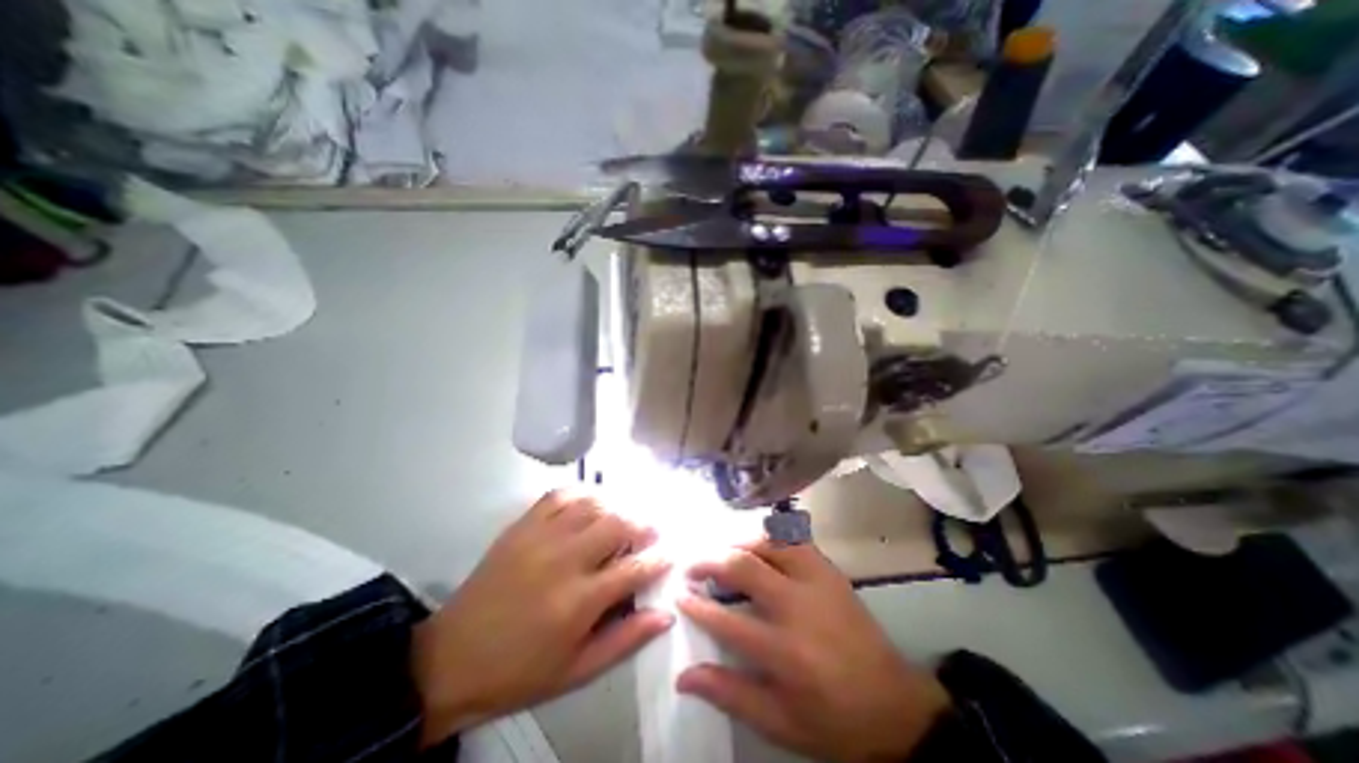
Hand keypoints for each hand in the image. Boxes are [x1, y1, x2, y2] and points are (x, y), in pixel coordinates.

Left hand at [410, 489, 669, 744]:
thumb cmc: (520, 671)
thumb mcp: (578, 670)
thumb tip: (666, 616)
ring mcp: (541, 537)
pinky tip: (590, 503)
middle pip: (618, 525)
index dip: (659, 558)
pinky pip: (560, 495)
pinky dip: (582, 494)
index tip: (669, 554)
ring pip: (593, 505)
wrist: (451, 659)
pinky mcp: (522, 526)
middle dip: (643, 525)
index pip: (635, 569)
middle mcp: (564, 560)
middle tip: (651, 532)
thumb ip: (626, 639)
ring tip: (623, 519)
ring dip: (616, 508)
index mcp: (579, 602)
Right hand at [674, 540, 947, 762]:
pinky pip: (794, 538)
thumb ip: (730, 694)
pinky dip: (771, 535)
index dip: (696, 605)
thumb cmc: (834, 720)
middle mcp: (798, 605)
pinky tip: (760, 544)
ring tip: (723, 554)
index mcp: (784, 650)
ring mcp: (817, 581)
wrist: (895, 706)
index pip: (726, 620)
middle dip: (710, 561)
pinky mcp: (829, 570)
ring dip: (739, 543)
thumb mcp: (780, 722)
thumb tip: (684, 676)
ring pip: (768, 543)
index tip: (680, 595)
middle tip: (693, 566)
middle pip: (743, 566)